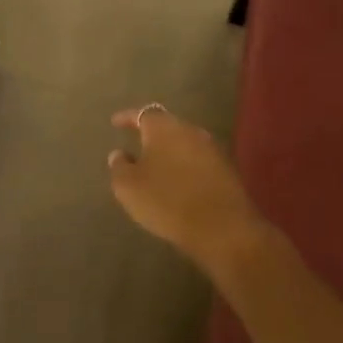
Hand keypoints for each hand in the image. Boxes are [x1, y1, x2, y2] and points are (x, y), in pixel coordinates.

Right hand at [107, 104, 267, 273]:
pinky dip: (185, 168)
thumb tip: (120, 154)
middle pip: (167, 126)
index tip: (115, 122)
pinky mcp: (227, 171)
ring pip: (184, 144)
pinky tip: (178, 183)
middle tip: (137, 145)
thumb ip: (119, 166)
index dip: (127, 117)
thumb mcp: (128, 186)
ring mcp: (212, 150)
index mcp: (164, 128)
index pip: (142, 113)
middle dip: (151, 135)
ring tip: (156, 166)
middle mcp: (190, 131)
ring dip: (170, 152)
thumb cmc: (167, 201)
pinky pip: (198, 162)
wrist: (223, 229)